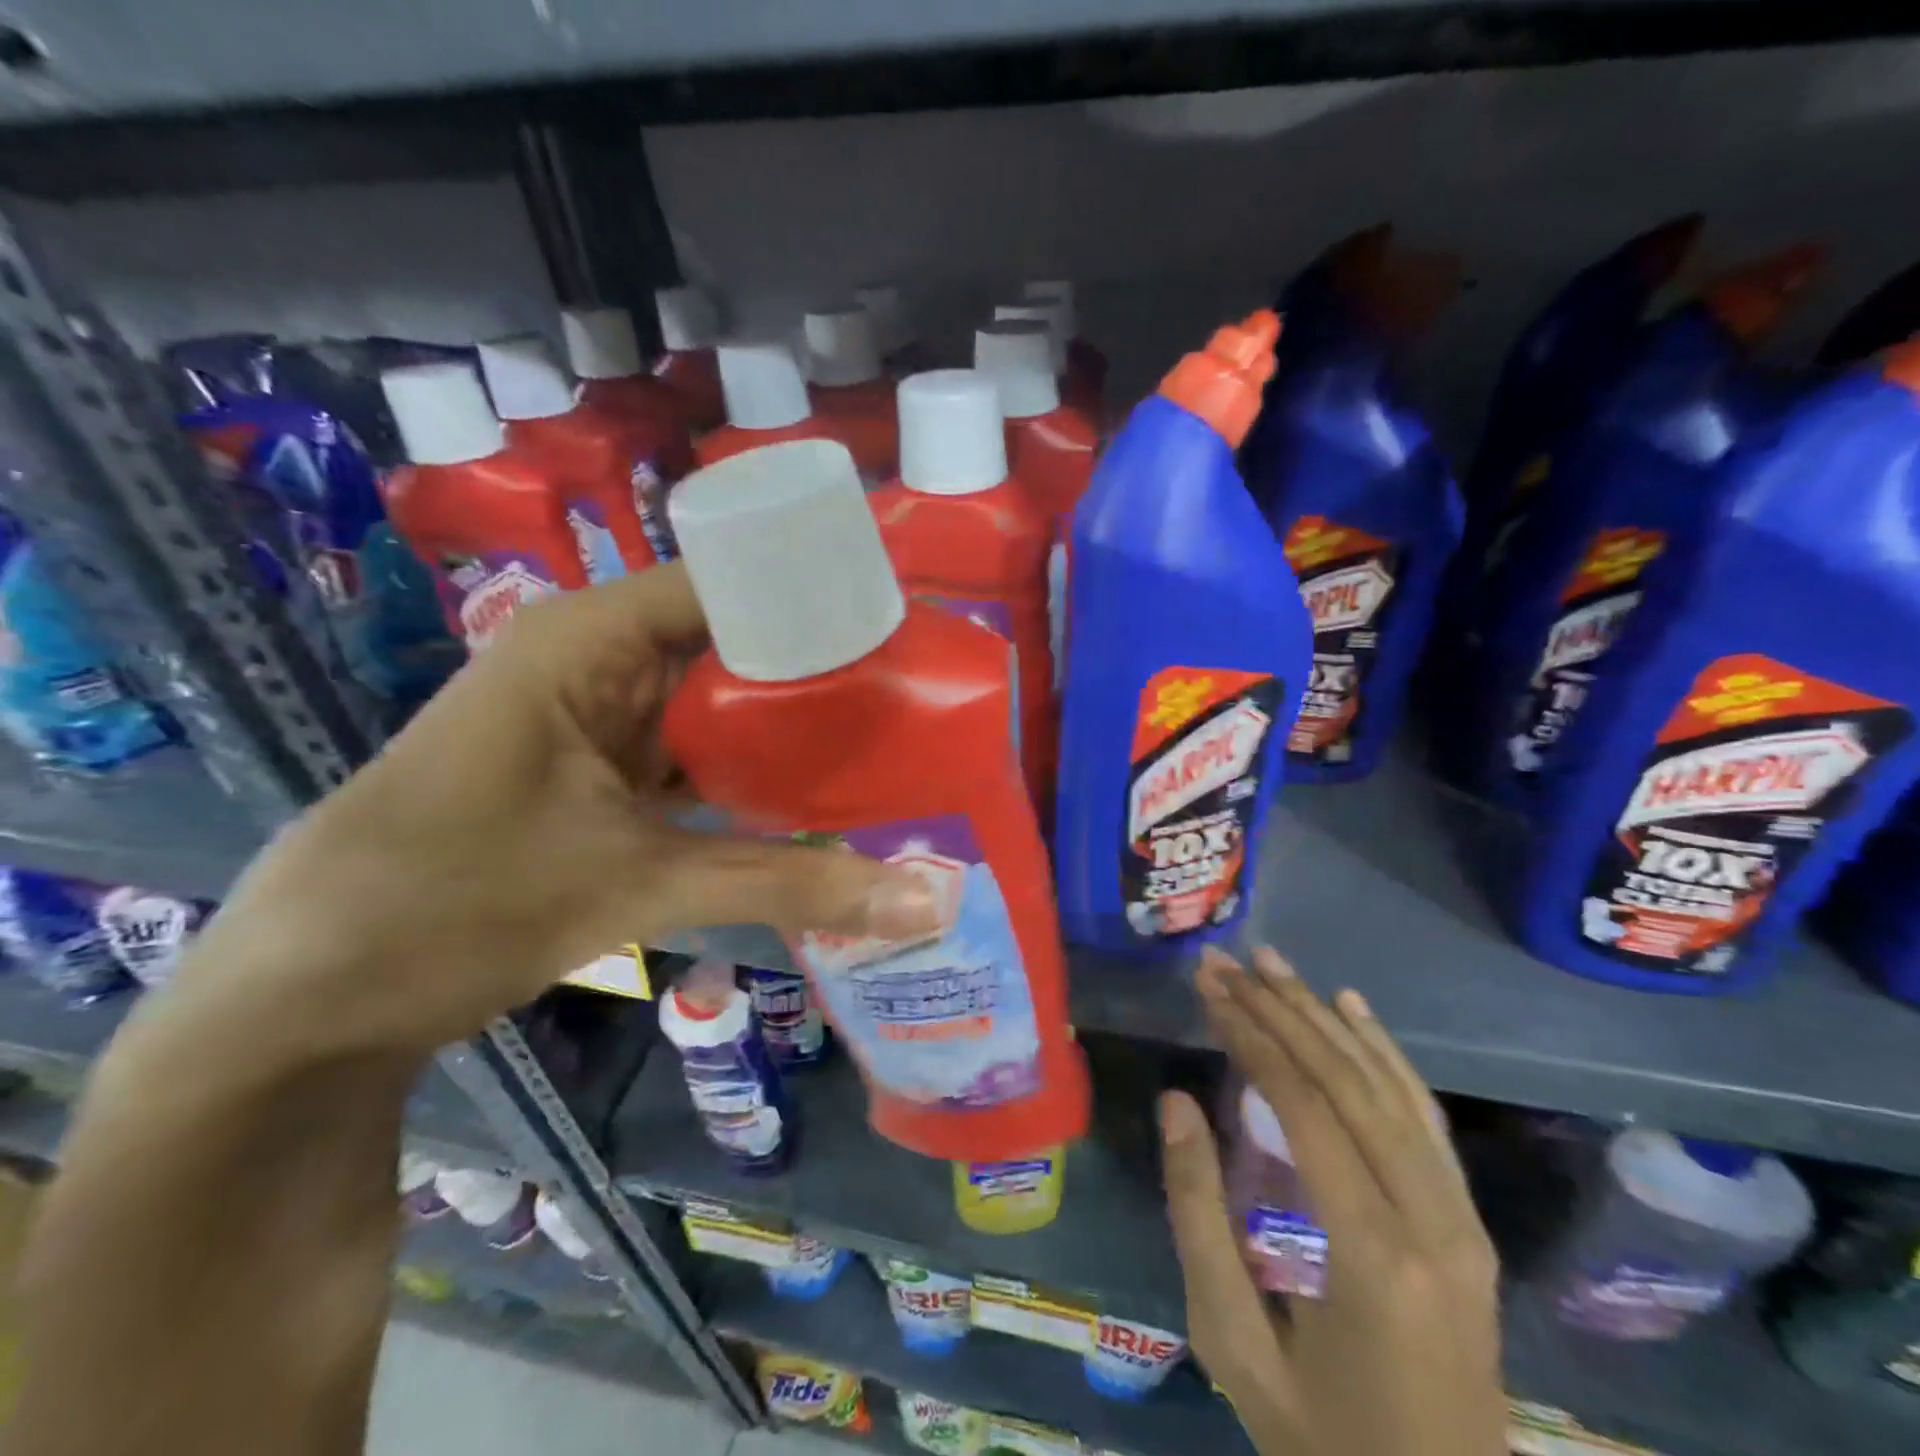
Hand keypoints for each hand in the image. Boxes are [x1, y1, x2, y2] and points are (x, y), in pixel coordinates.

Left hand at [182, 564, 938, 1052]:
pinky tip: (822, 796)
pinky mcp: (605, 774)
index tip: (908, 630)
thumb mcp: (633, 886)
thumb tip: (929, 901)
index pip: (732, 583)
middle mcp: (601, 661)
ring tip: (894, 738)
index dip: (819, 598)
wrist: (311, 995)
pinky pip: (699, 756)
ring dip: (792, 729)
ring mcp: (603, 720)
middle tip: (923, 696)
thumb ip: (786, 885)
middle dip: (822, 671)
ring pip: (720, 705)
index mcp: (591, 640)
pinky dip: (753, 775)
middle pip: (734, 644)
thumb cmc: (452, 904)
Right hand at [1160, 946, 1504, 1455]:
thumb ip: (1198, 1215)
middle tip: (1227, 962)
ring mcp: (1460, 1221)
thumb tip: (1176, 1102)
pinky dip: (1386, 1054)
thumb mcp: (1232, 1342)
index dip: (1251, 1037)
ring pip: (1388, 1088)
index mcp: (1371, 1255)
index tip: (1209, 988)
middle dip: (1280, 1011)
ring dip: (1325, 1017)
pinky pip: (1425, 1119)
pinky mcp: (1468, 1226)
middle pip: (1347, 1082)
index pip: (1303, 1107)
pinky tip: (1352, 1009)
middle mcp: (1430, 1222)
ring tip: (1274, 965)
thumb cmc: (1319, 1441)